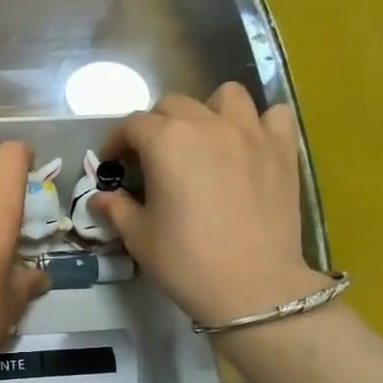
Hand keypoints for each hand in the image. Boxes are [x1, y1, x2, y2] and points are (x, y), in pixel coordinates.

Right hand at [94, 84, 330, 326]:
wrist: (253, 286)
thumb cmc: (186, 261)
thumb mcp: (139, 238)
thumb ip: (117, 209)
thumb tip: (100, 199)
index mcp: (166, 142)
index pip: (133, 124)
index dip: (116, 142)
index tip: (112, 164)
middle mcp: (208, 124)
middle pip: (174, 105)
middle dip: (155, 126)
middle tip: (151, 158)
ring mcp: (250, 133)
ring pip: (226, 97)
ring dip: (207, 112)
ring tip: (203, 141)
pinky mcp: (282, 150)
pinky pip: (273, 115)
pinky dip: (258, 123)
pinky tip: (248, 146)